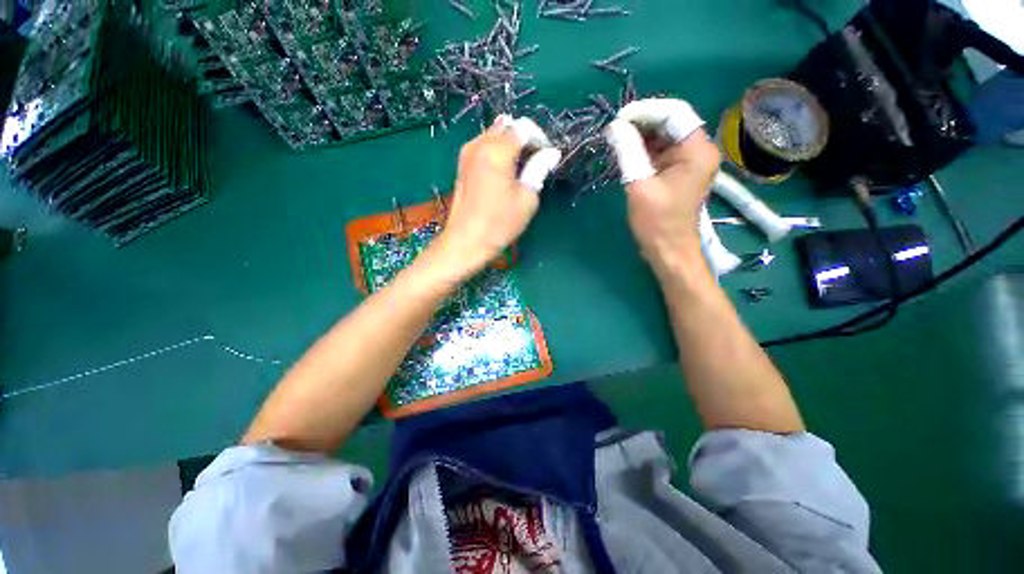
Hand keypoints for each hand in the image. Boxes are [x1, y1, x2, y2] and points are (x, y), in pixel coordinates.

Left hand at [432, 115, 560, 276]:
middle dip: (525, 139)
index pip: (523, 127)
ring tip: (521, 168)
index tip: (547, 156)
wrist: (466, 242)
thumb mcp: (526, 198)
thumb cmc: (500, 224)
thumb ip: (539, 169)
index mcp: (497, 151)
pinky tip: (504, 172)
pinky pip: (483, 146)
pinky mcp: (462, 165)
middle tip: (536, 162)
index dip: (540, 138)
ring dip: (511, 144)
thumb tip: (552, 152)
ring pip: (494, 134)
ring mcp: (467, 153)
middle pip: (507, 126)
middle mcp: (479, 144)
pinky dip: (497, 151)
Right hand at [605, 99, 721, 274]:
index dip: (645, 111)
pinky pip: (661, 151)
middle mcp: (698, 149)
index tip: (618, 119)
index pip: (674, 113)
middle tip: (614, 130)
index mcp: (697, 150)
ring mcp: (689, 160)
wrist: (669, 250)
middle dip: (641, 122)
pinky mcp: (678, 171)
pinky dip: (643, 149)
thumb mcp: (639, 185)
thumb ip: (628, 152)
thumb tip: (615, 126)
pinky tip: (626, 152)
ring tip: (616, 140)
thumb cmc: (657, 222)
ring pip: (664, 135)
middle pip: (670, 122)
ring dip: (640, 135)